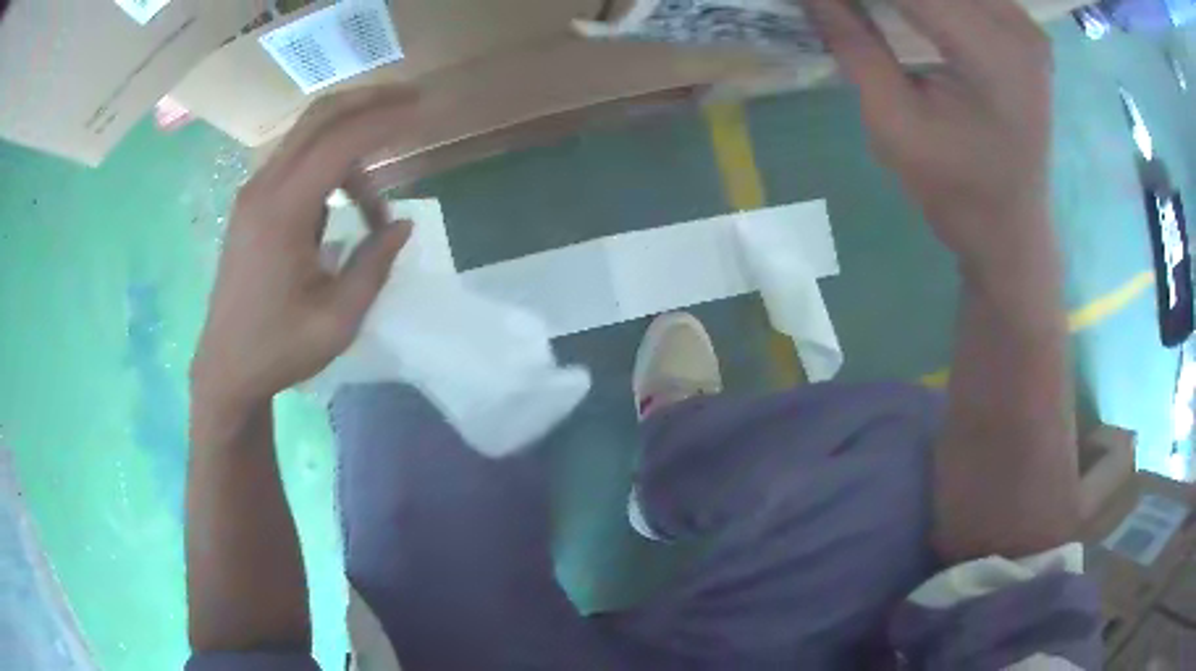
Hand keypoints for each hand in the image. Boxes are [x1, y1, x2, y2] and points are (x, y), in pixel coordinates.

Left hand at [191, 87, 416, 418]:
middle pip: (319, 118)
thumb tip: (402, 224)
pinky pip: (296, 163)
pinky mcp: (251, 206)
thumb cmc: (279, 350)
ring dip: (350, 144)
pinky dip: (329, 168)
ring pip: (307, 138)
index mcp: (282, 214)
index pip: (340, 142)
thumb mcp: (338, 319)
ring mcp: (252, 194)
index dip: (386, 121)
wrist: (225, 370)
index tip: (425, 112)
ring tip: (375, 203)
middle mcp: (263, 189)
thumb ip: (374, 264)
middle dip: (369, 102)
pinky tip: (342, 211)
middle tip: (413, 101)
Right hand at [805, 0, 1052, 271]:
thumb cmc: (955, 190)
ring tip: (875, 15)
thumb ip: (853, 43)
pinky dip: (932, 3)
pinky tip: (911, 17)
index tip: (821, 3)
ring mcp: (1025, 25)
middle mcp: (1017, 25)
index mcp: (992, 53)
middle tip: (847, 11)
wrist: (1011, 229)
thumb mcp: (893, 122)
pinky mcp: (1024, 31)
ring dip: (907, 0)